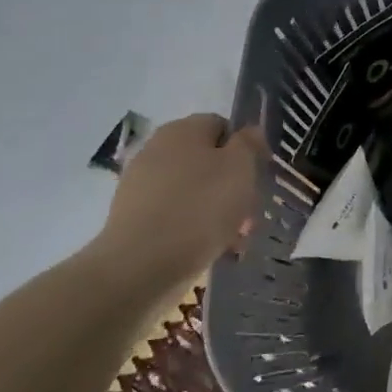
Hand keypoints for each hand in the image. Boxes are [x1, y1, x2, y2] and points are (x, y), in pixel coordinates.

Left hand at [95, 113, 267, 288]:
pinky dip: (195, 228)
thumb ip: (249, 143)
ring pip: (194, 191)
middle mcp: (157, 150)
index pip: (222, 126)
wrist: (141, 266)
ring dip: (218, 210)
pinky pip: (176, 215)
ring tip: (234, 239)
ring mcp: (141, 185)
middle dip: (233, 186)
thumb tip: (249, 131)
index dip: (245, 149)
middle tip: (249, 214)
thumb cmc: (200, 207)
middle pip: (209, 161)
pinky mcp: (133, 218)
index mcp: (182, 130)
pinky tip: (210, 250)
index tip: (258, 176)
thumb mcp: (240, 167)